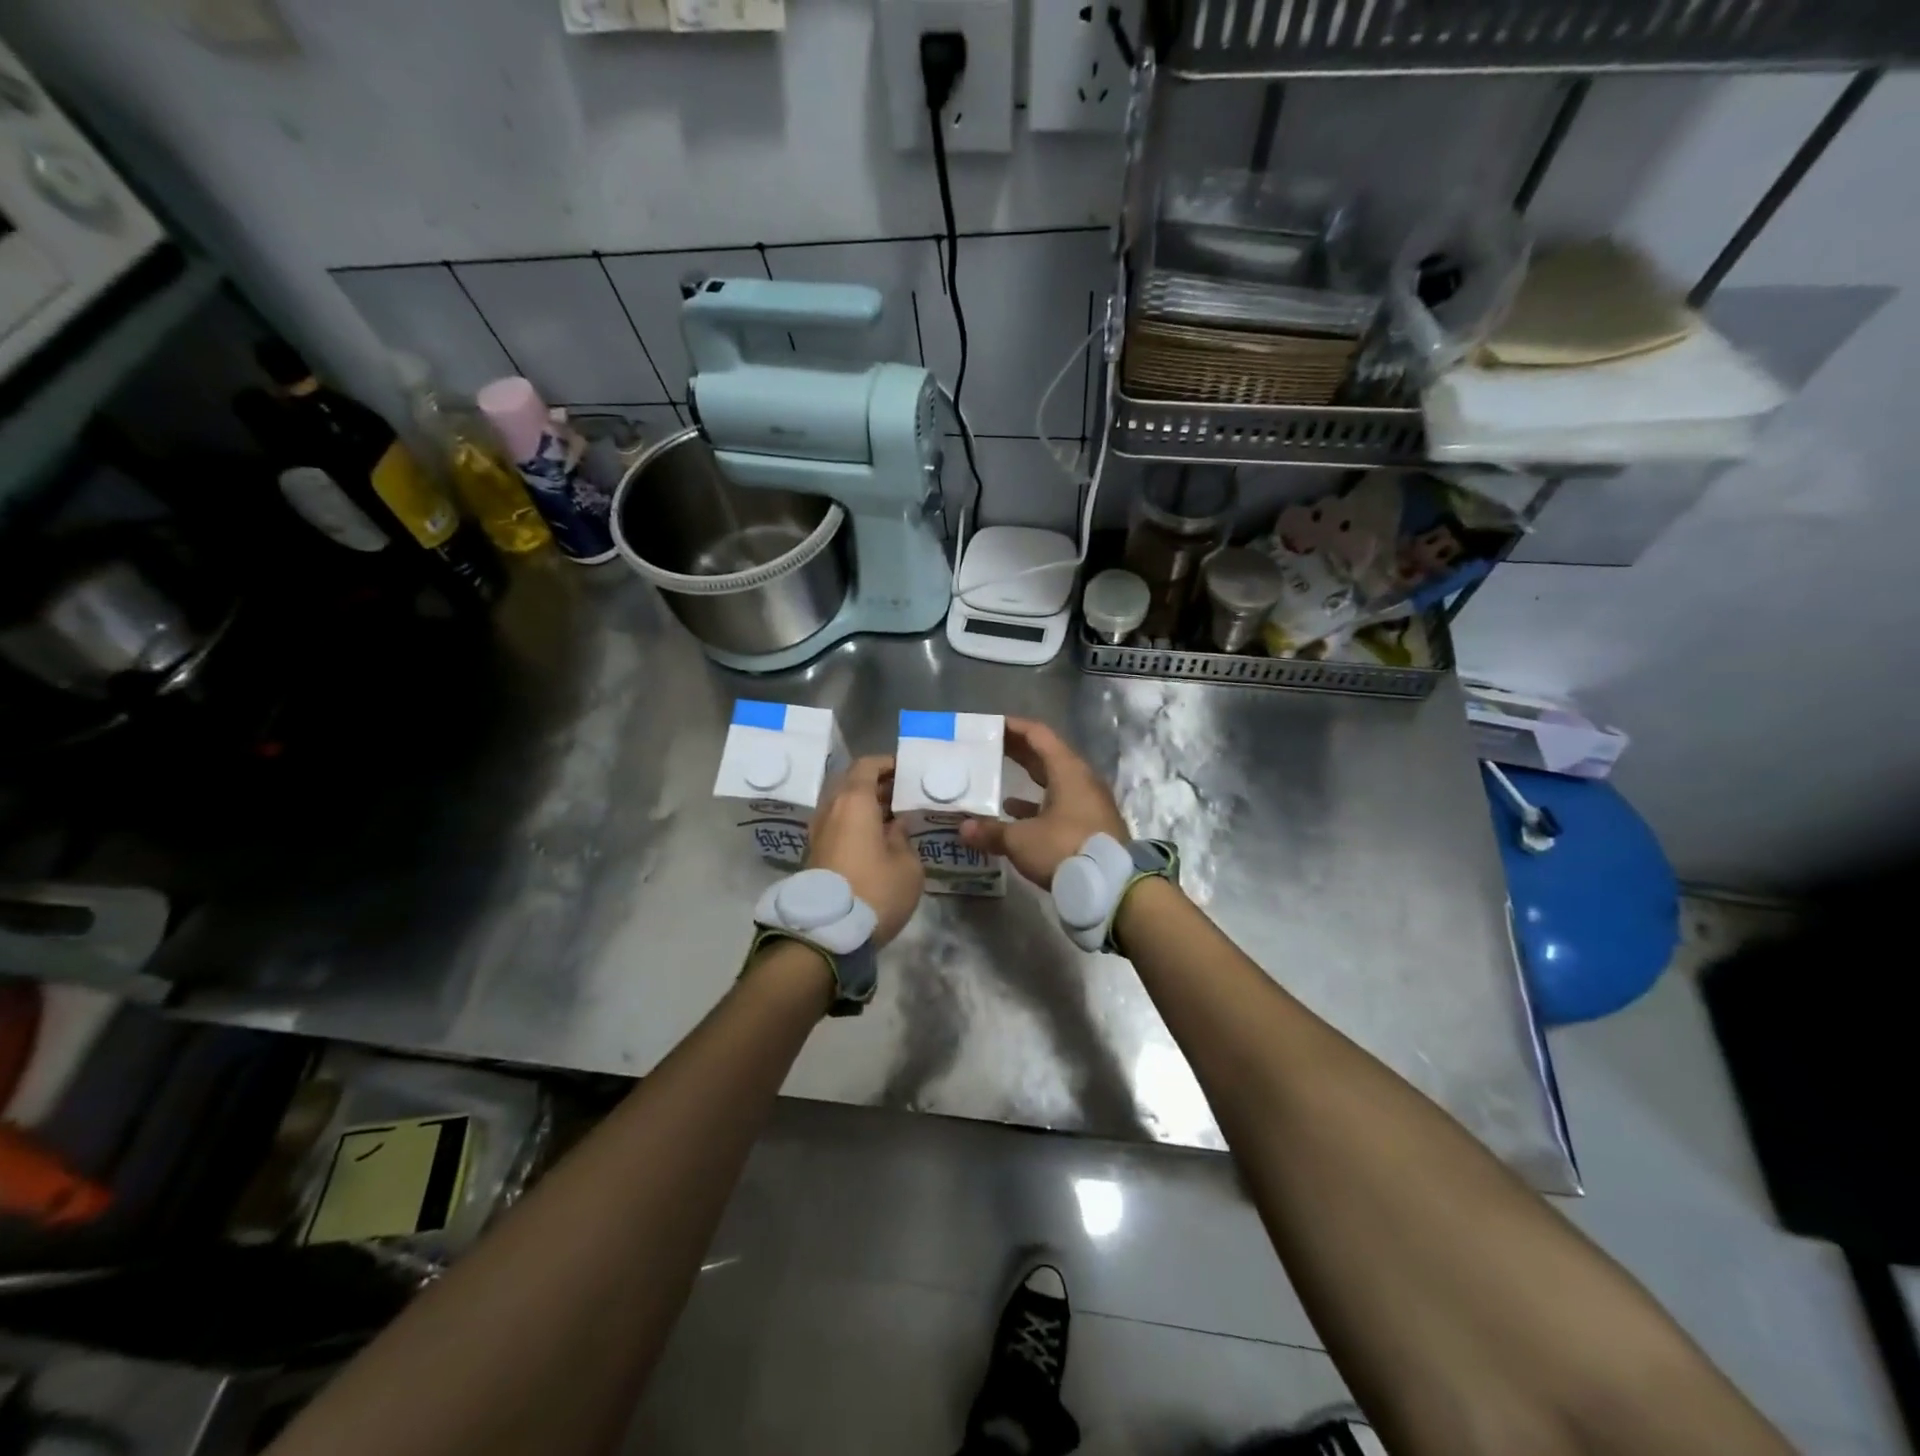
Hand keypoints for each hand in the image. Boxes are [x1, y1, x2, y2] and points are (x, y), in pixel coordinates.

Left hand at [806, 755, 923, 946]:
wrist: (827, 933)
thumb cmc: (875, 890)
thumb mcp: (907, 866)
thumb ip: (903, 838)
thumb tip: (894, 828)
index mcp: (853, 801)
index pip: (867, 765)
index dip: (888, 763)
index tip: (908, 770)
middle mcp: (831, 809)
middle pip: (853, 784)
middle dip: (879, 785)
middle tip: (905, 793)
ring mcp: (819, 832)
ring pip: (844, 806)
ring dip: (867, 806)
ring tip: (895, 817)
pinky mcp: (815, 854)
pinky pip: (839, 825)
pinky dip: (858, 824)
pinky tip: (880, 839)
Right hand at [959, 717, 1127, 889]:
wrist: (1113, 887)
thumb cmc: (1065, 849)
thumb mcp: (1022, 840)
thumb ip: (992, 832)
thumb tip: (963, 828)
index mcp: (1068, 770)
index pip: (1038, 735)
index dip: (1014, 727)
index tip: (991, 726)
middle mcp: (1081, 780)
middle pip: (1047, 756)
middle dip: (1018, 751)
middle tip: (989, 748)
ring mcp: (1089, 803)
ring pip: (1054, 781)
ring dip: (1028, 779)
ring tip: (996, 780)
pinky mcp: (1091, 825)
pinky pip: (1060, 804)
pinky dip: (1037, 805)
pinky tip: (1015, 814)